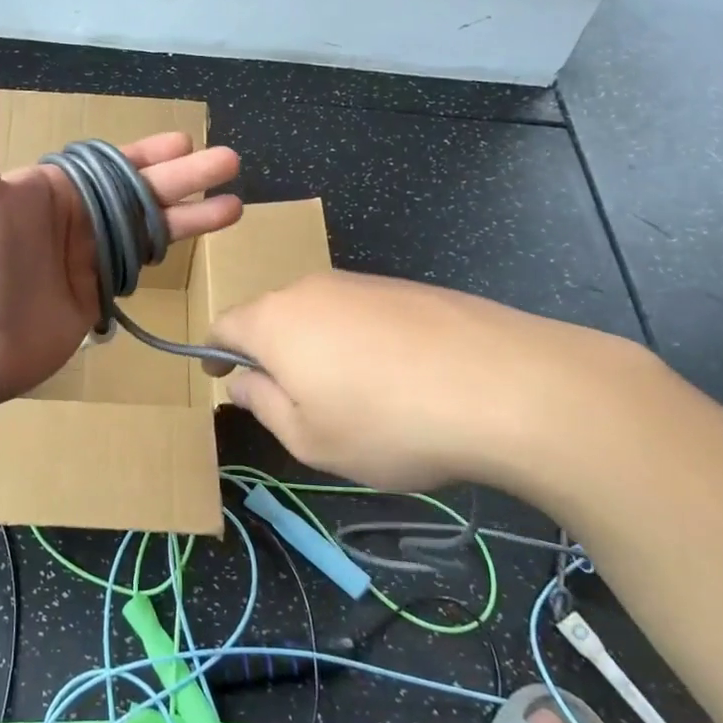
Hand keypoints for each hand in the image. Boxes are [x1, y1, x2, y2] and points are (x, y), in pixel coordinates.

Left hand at [0, 33, 243, 403]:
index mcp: (52, 188)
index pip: (112, 163)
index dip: (150, 153)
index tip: (185, 141)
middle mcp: (74, 219)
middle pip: (141, 192)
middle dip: (186, 177)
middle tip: (231, 161)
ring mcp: (86, 259)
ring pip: (149, 229)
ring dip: (191, 216)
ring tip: (235, 206)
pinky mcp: (95, 296)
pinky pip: (140, 268)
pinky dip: (169, 254)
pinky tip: (198, 245)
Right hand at [208, 271, 664, 494]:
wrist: (508, 386)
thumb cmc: (388, 423)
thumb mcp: (310, 439)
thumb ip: (263, 405)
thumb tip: (242, 381)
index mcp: (275, 321)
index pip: (223, 326)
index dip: (215, 353)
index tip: (221, 378)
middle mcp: (311, 289)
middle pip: (272, 316)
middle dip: (270, 353)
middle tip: (291, 400)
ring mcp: (363, 283)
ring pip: (320, 315)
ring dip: (318, 348)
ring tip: (352, 396)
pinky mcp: (408, 289)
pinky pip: (363, 314)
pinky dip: (360, 342)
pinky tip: (398, 379)